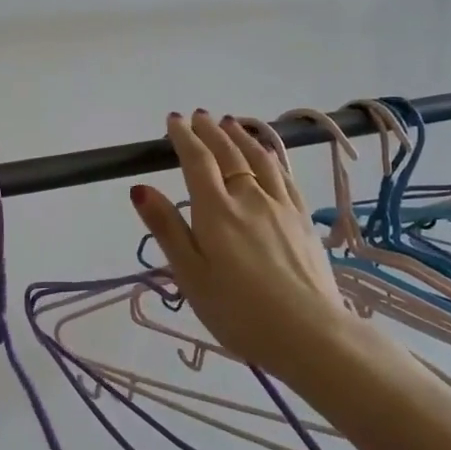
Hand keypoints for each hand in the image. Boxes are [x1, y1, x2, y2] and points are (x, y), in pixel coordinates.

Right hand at [129, 111, 350, 375]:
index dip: (183, 137)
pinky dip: (271, 156)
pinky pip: (285, 175)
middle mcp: (249, 197)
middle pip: (228, 153)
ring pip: (260, 159)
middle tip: (198, 116)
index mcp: (216, 210)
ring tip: (231, 124)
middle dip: (210, 131)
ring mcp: (281, 206)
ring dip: (241, 137)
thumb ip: (167, 229)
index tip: (173, 120)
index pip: (197, 161)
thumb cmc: (238, 312)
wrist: (310, 334)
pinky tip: (269, 155)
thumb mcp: (190, 275)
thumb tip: (140, 188)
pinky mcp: (304, 219)